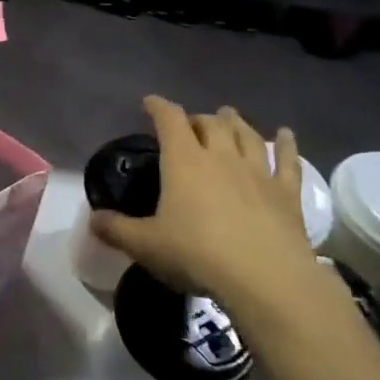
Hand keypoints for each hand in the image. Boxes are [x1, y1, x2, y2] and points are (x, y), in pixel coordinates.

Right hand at [91, 96, 332, 322]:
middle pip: (211, 124)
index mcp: (184, 162)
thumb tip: (92, 219)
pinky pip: (288, 161)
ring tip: (229, 115)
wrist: (265, 278)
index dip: (159, 107)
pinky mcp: (286, 193)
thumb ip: (116, 229)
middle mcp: (221, 157)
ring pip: (247, 136)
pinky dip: (287, 145)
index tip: (149, 102)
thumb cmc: (197, 254)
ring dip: (236, 123)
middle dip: (198, 118)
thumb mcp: (145, 245)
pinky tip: (287, 134)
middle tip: (191, 123)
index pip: (170, 120)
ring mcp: (257, 172)